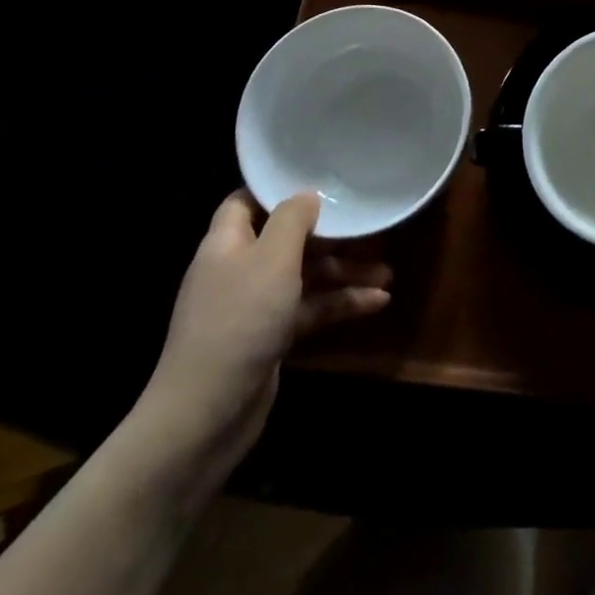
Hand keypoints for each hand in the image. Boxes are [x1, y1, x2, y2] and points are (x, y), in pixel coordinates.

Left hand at [133, 191, 390, 477]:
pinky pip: (310, 309)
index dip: (279, 189)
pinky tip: (378, 303)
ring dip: (345, 272)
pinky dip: (341, 305)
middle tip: (372, 230)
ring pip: (306, 276)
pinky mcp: (270, 337)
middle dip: (331, 236)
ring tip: (388, 273)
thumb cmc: (240, 320)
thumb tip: (307, 195)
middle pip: (288, 240)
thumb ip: (292, 219)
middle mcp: (239, 270)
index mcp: (227, 243)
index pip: (247, 201)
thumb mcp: (272, 258)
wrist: (207, 414)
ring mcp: (254, 306)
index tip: (320, 180)